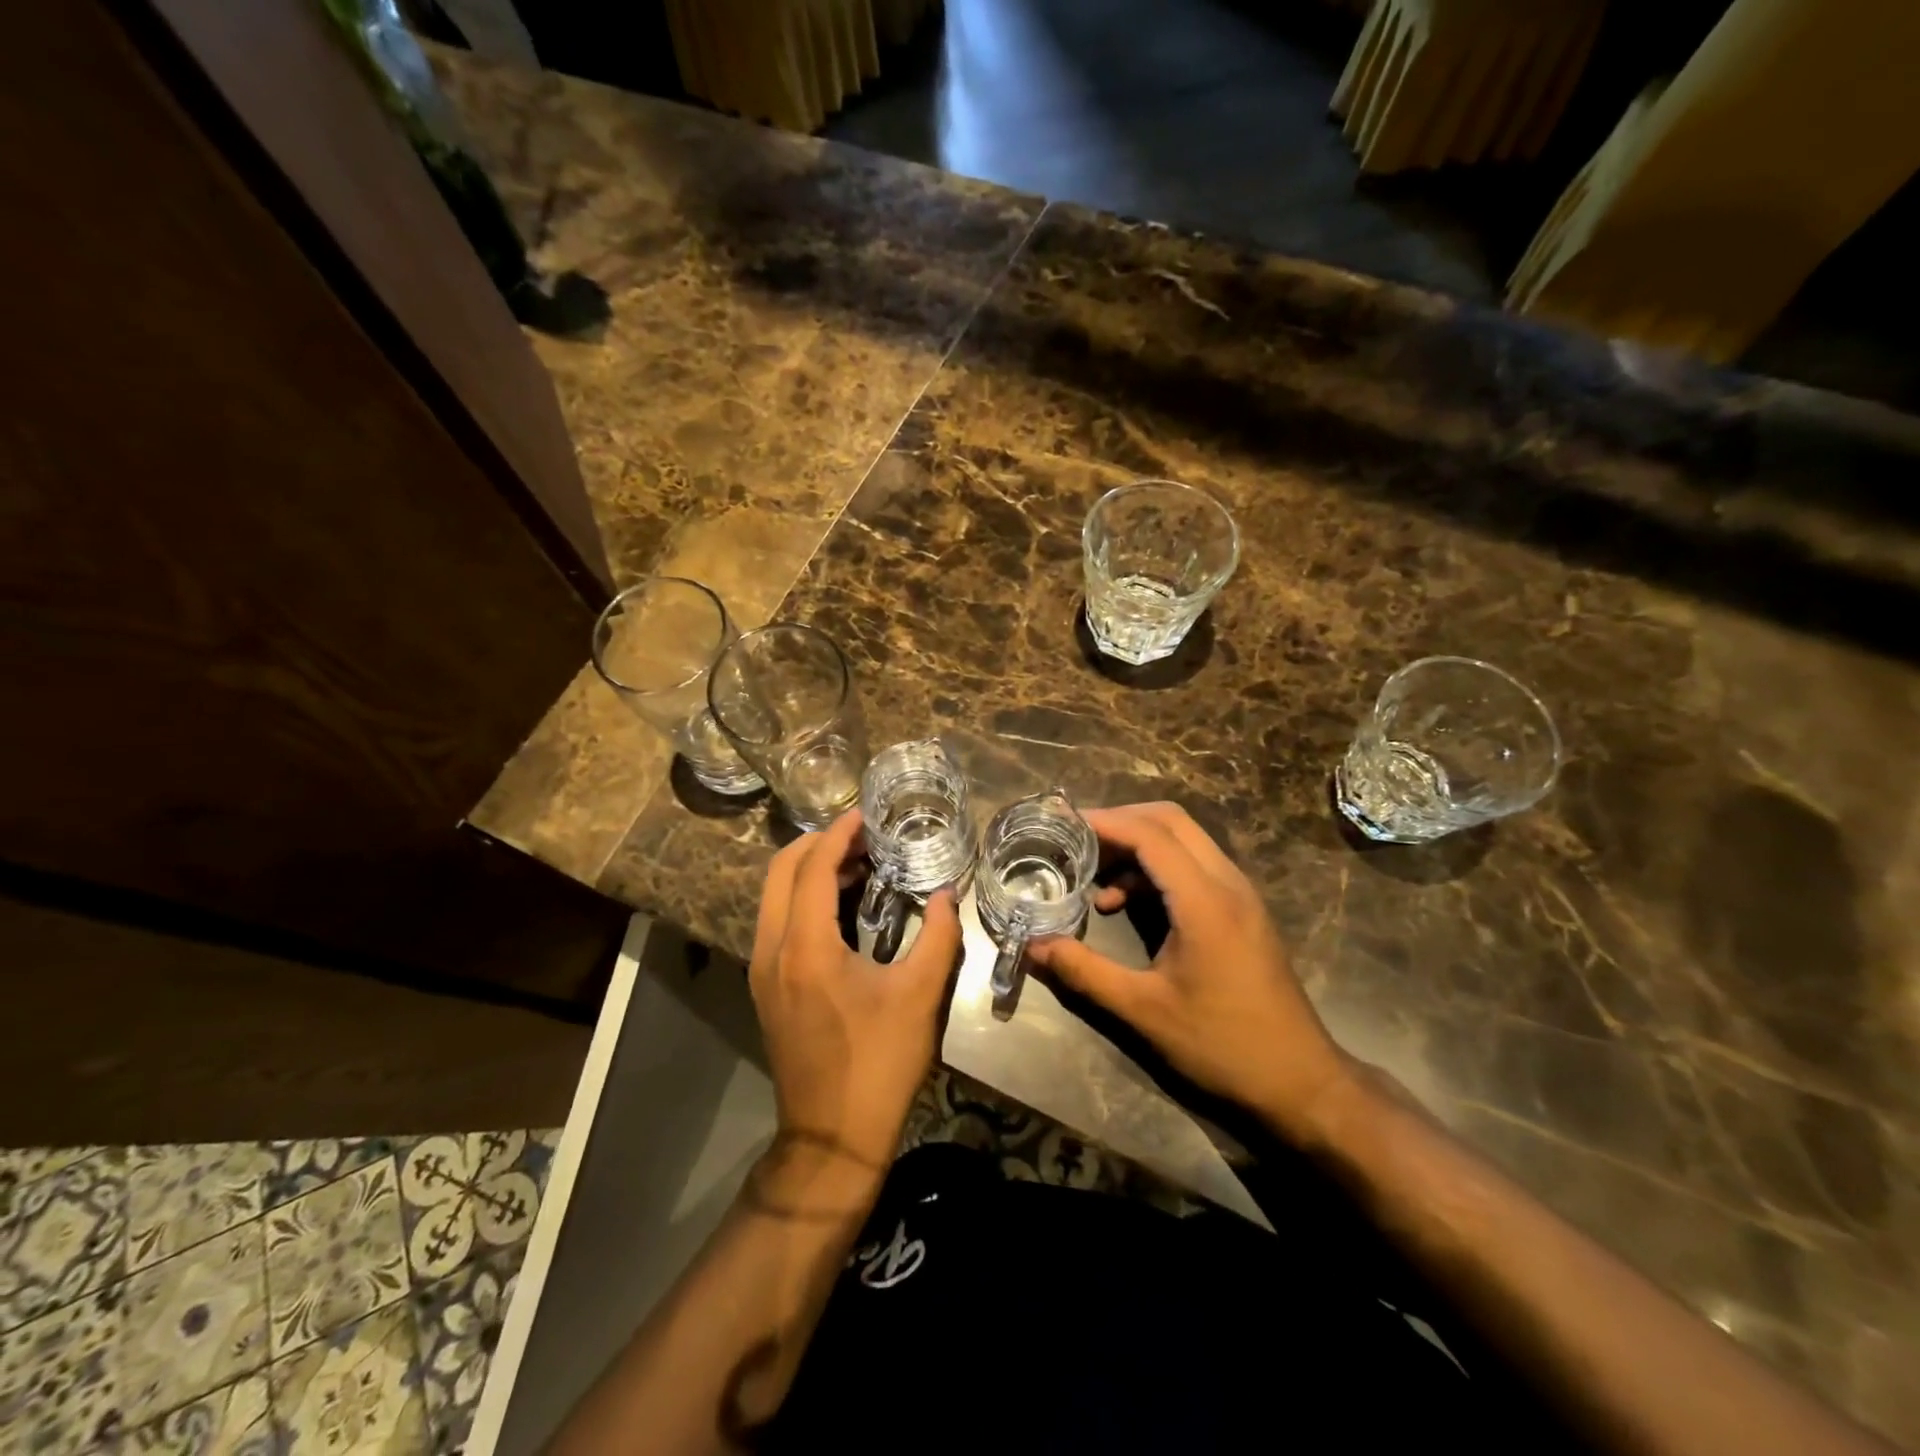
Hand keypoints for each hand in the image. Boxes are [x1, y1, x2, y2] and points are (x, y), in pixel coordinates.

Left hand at [749, 810, 963, 1169]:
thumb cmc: (879, 1064)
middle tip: (863, 836)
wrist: (832, 1138)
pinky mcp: (766, 986)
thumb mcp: (920, 996)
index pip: (813, 867)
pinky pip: (777, 920)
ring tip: (858, 863)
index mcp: (804, 946)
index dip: (839, 834)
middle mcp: (771, 949)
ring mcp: (762, 969)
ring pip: (774, 895)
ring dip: (809, 870)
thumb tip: (946, 894)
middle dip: (818, 844)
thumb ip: (937, 936)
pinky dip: (804, 898)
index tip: (867, 816)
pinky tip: (844, 905)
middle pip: (781, 871)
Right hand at [1027, 802, 1353, 1142]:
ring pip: (1184, 840)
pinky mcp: (1241, 910)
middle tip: (1075, 839)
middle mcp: (1227, 883)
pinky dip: (1154, 869)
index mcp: (1205, 900)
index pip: (1150, 834)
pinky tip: (1124, 904)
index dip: (1104, 822)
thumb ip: (1084, 971)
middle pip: (1170, 821)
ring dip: (1137, 844)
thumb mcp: (1143, 1011)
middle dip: (1119, 821)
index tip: (1061, 822)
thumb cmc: (1222, 1045)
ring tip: (1092, 874)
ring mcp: (1239, 894)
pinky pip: (1193, 866)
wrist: (1301, 1083)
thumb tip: (1031, 946)